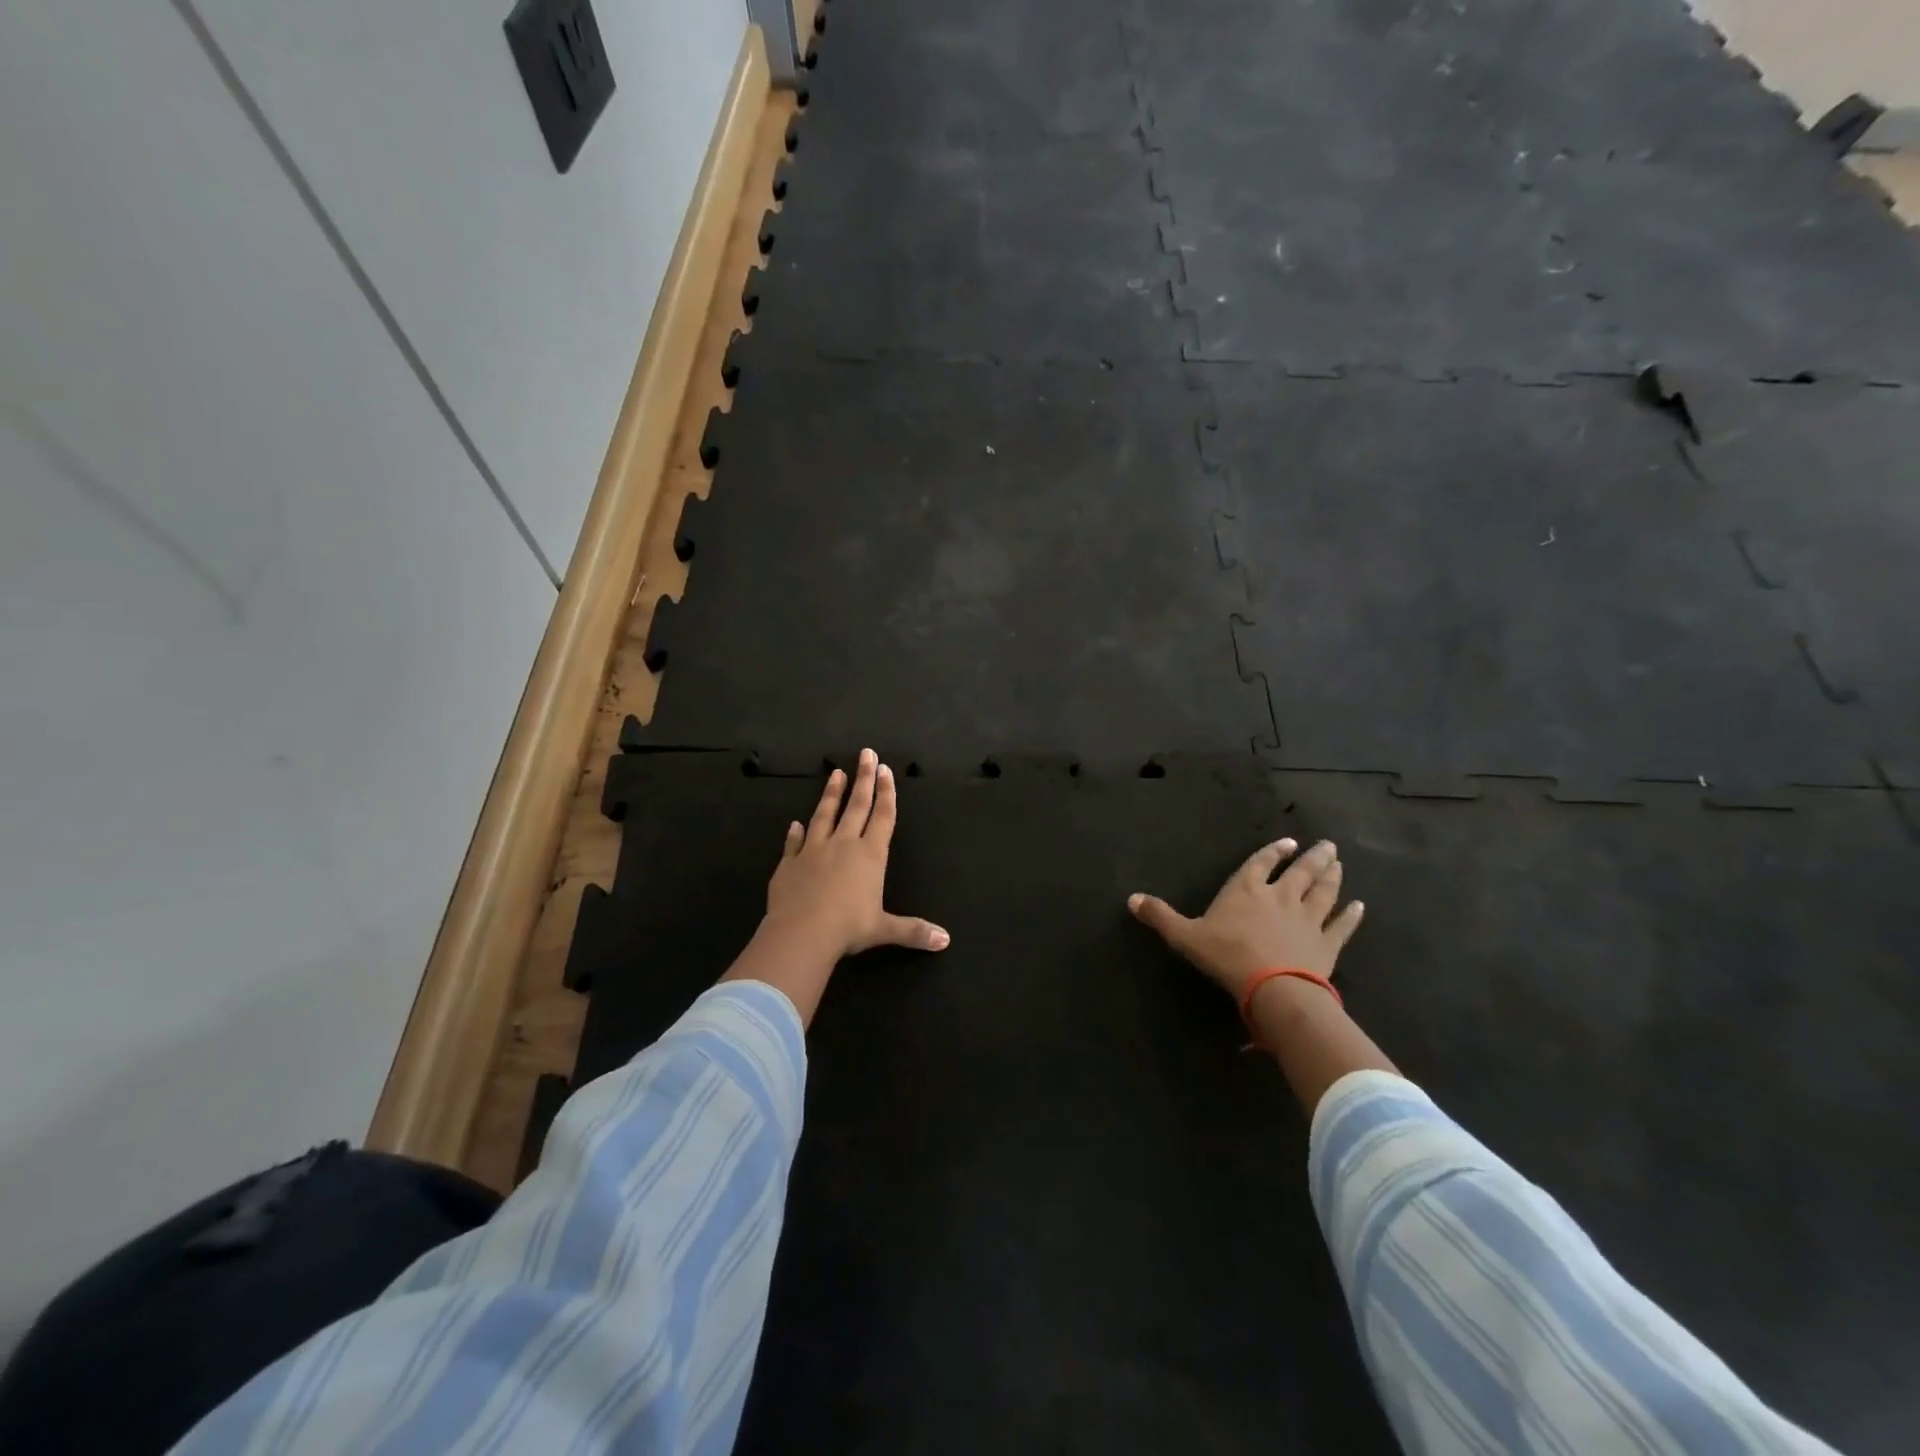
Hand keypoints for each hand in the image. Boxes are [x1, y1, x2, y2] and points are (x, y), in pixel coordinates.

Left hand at [762, 748, 949, 961]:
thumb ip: (913, 931)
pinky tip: (795, 824)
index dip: (886, 792)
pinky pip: (794, 843)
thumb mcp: (884, 929)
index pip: (882, 816)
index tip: (885, 769)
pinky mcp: (789, 863)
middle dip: (863, 779)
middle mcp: (844, 845)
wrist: (801, 933)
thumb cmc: (848, 928)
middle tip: (866, 754)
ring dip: (831, 794)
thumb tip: (945, 940)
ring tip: (835, 773)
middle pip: (856, 805)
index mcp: (870, 855)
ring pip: (825, 815)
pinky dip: (795, 833)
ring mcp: (814, 850)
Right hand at [1129, 839, 1362, 999]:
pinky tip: (1359, 906)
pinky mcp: (1327, 944)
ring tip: (1339, 863)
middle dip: (1313, 857)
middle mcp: (1280, 897)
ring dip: (1332, 876)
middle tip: (1327, 846)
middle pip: (1300, 872)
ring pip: (1323, 892)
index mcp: (1247, 890)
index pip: (1261, 863)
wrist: (1273, 987)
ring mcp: (1307, 919)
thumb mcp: (1185, 936)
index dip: (1273, 852)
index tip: (1288, 843)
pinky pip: (1341, 925)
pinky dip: (1351, 915)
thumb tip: (1130, 899)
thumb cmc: (1226, 956)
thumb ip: (1161, 916)